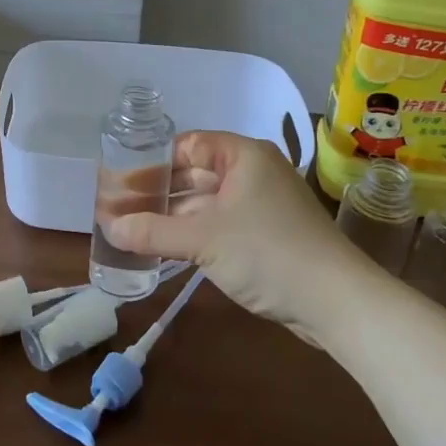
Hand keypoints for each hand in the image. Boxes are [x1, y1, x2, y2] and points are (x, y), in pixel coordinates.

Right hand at [104, 132, 374, 341]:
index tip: (121, 180)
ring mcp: (262, 204)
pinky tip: (167, 247)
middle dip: (160, 191)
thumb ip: (153, 232)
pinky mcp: (268, 233)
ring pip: (208, 201)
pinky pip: (222, 223)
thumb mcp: (204, 240)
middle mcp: (253, 172)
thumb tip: (108, 228)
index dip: (154, 160)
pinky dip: (195, 232)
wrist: (337, 301)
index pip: (189, 144)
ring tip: (134, 228)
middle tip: (119, 208)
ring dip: (175, 216)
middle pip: (196, 173)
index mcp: (243, 156)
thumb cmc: (269, 253)